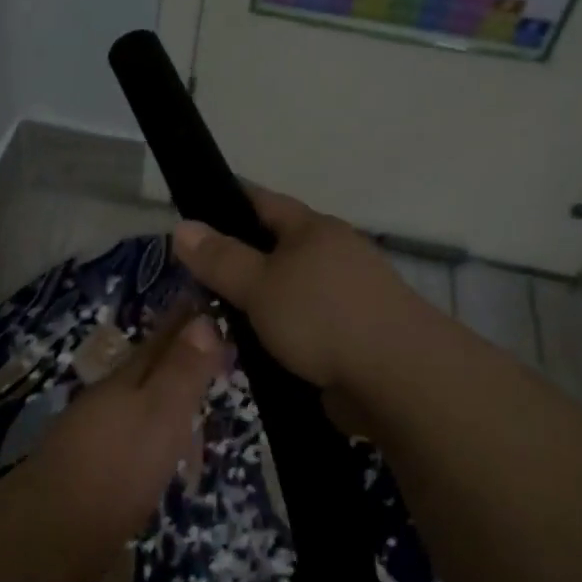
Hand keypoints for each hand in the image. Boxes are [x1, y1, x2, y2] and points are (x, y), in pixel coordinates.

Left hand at [27, 312, 225, 559]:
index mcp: (126, 380)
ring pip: (136, 402)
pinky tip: (157, 445)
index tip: (205, 304)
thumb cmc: (117, 466)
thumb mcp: (160, 413)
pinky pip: (131, 435)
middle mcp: (107, 399)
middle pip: (147, 369)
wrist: (52, 531)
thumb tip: (204, 319)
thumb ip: (182, 370)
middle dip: (174, 355)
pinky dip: (151, 430)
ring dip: (162, 393)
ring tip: (189, 393)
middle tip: (207, 346)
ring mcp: (94, 434)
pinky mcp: (91, 470)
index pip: (162, 341)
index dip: (185, 324)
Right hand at [173, 188, 414, 394]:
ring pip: (289, 289)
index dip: (227, 202)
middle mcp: (334, 254)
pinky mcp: (353, 335)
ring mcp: (347, 296)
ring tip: (216, 316)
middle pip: (277, 247)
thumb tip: (182, 225)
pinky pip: (304, 325)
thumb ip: (220, 258)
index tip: (193, 212)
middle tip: (194, 276)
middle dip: (239, 258)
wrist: (398, 379)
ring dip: (258, 301)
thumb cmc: (322, 317)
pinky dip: (279, 332)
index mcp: (314, 230)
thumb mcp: (260, 285)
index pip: (263, 202)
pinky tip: (254, 349)